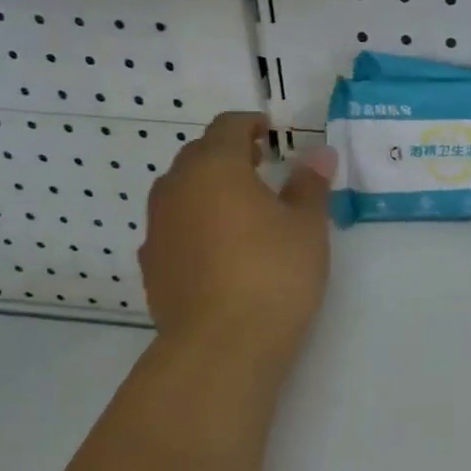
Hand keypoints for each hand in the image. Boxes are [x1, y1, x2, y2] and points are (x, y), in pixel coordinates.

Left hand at [139, 113, 336, 357]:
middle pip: (198, 155)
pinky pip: (173, 227)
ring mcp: (157, 228)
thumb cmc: (273, 273)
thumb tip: (319, 153)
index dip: (251, 124)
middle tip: (261, 166)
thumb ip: (310, 184)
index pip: (227, 127)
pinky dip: (195, 223)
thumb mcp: (306, 225)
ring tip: (241, 208)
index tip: (272, 134)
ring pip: (181, 191)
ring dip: (208, 188)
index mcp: (214, 168)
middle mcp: (176, 189)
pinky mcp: (151, 265)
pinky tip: (219, 248)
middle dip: (228, 153)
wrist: (221, 346)